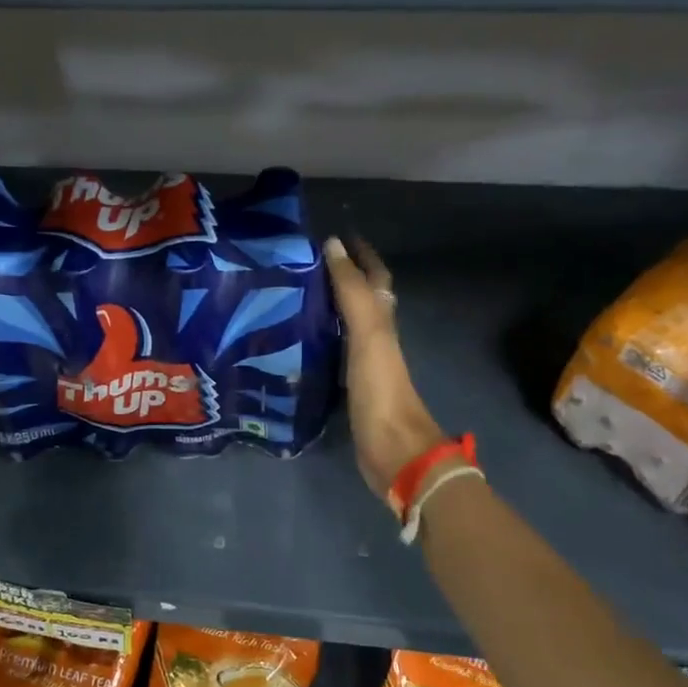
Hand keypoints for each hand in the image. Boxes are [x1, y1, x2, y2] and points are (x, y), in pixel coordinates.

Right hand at [323, 236, 446, 499]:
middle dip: (342, 277)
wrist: (393, 450)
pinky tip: (298, 341)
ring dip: (328, 308)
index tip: (333, 236)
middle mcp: (376, 337)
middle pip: (362, 298)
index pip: (374, 277)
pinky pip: (334, 352)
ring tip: (294, 295)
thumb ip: (351, 292)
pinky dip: (319, 340)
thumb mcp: (368, 334)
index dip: (361, 255)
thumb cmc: (381, 389)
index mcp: (382, 320)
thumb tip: (333, 245)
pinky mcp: (351, 387)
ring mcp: (364, 363)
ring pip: (347, 325)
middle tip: (304, 264)